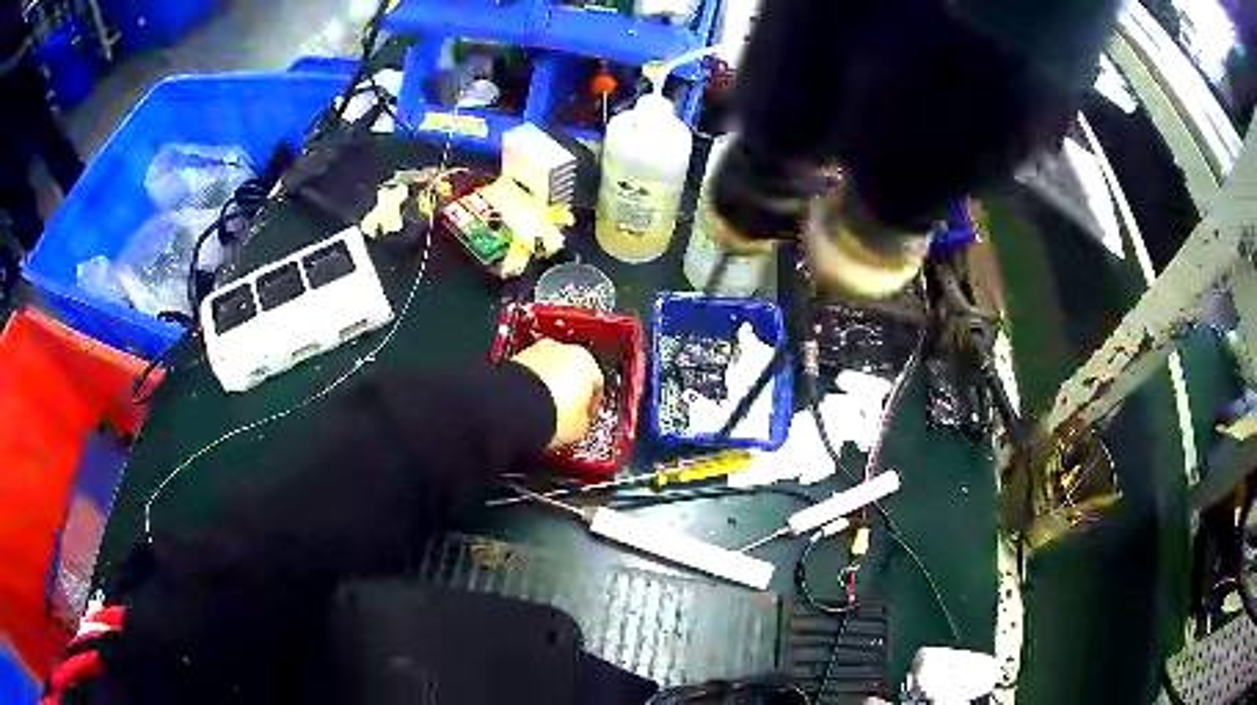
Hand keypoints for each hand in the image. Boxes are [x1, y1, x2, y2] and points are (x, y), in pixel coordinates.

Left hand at [512, 339, 604, 449]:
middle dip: (567, 390)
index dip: (591, 405)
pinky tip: (526, 408)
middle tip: (564, 414)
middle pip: (570, 371)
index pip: (596, 383)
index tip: (586, 418)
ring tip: (542, 413)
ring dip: (546, 387)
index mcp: (588, 361)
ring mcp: (534, 352)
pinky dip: (528, 388)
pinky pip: (527, 375)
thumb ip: (584, 420)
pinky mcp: (512, 360)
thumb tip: (579, 424)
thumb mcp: (581, 427)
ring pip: (547, 371)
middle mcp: (562, 350)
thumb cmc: (550, 415)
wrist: (513, 411)